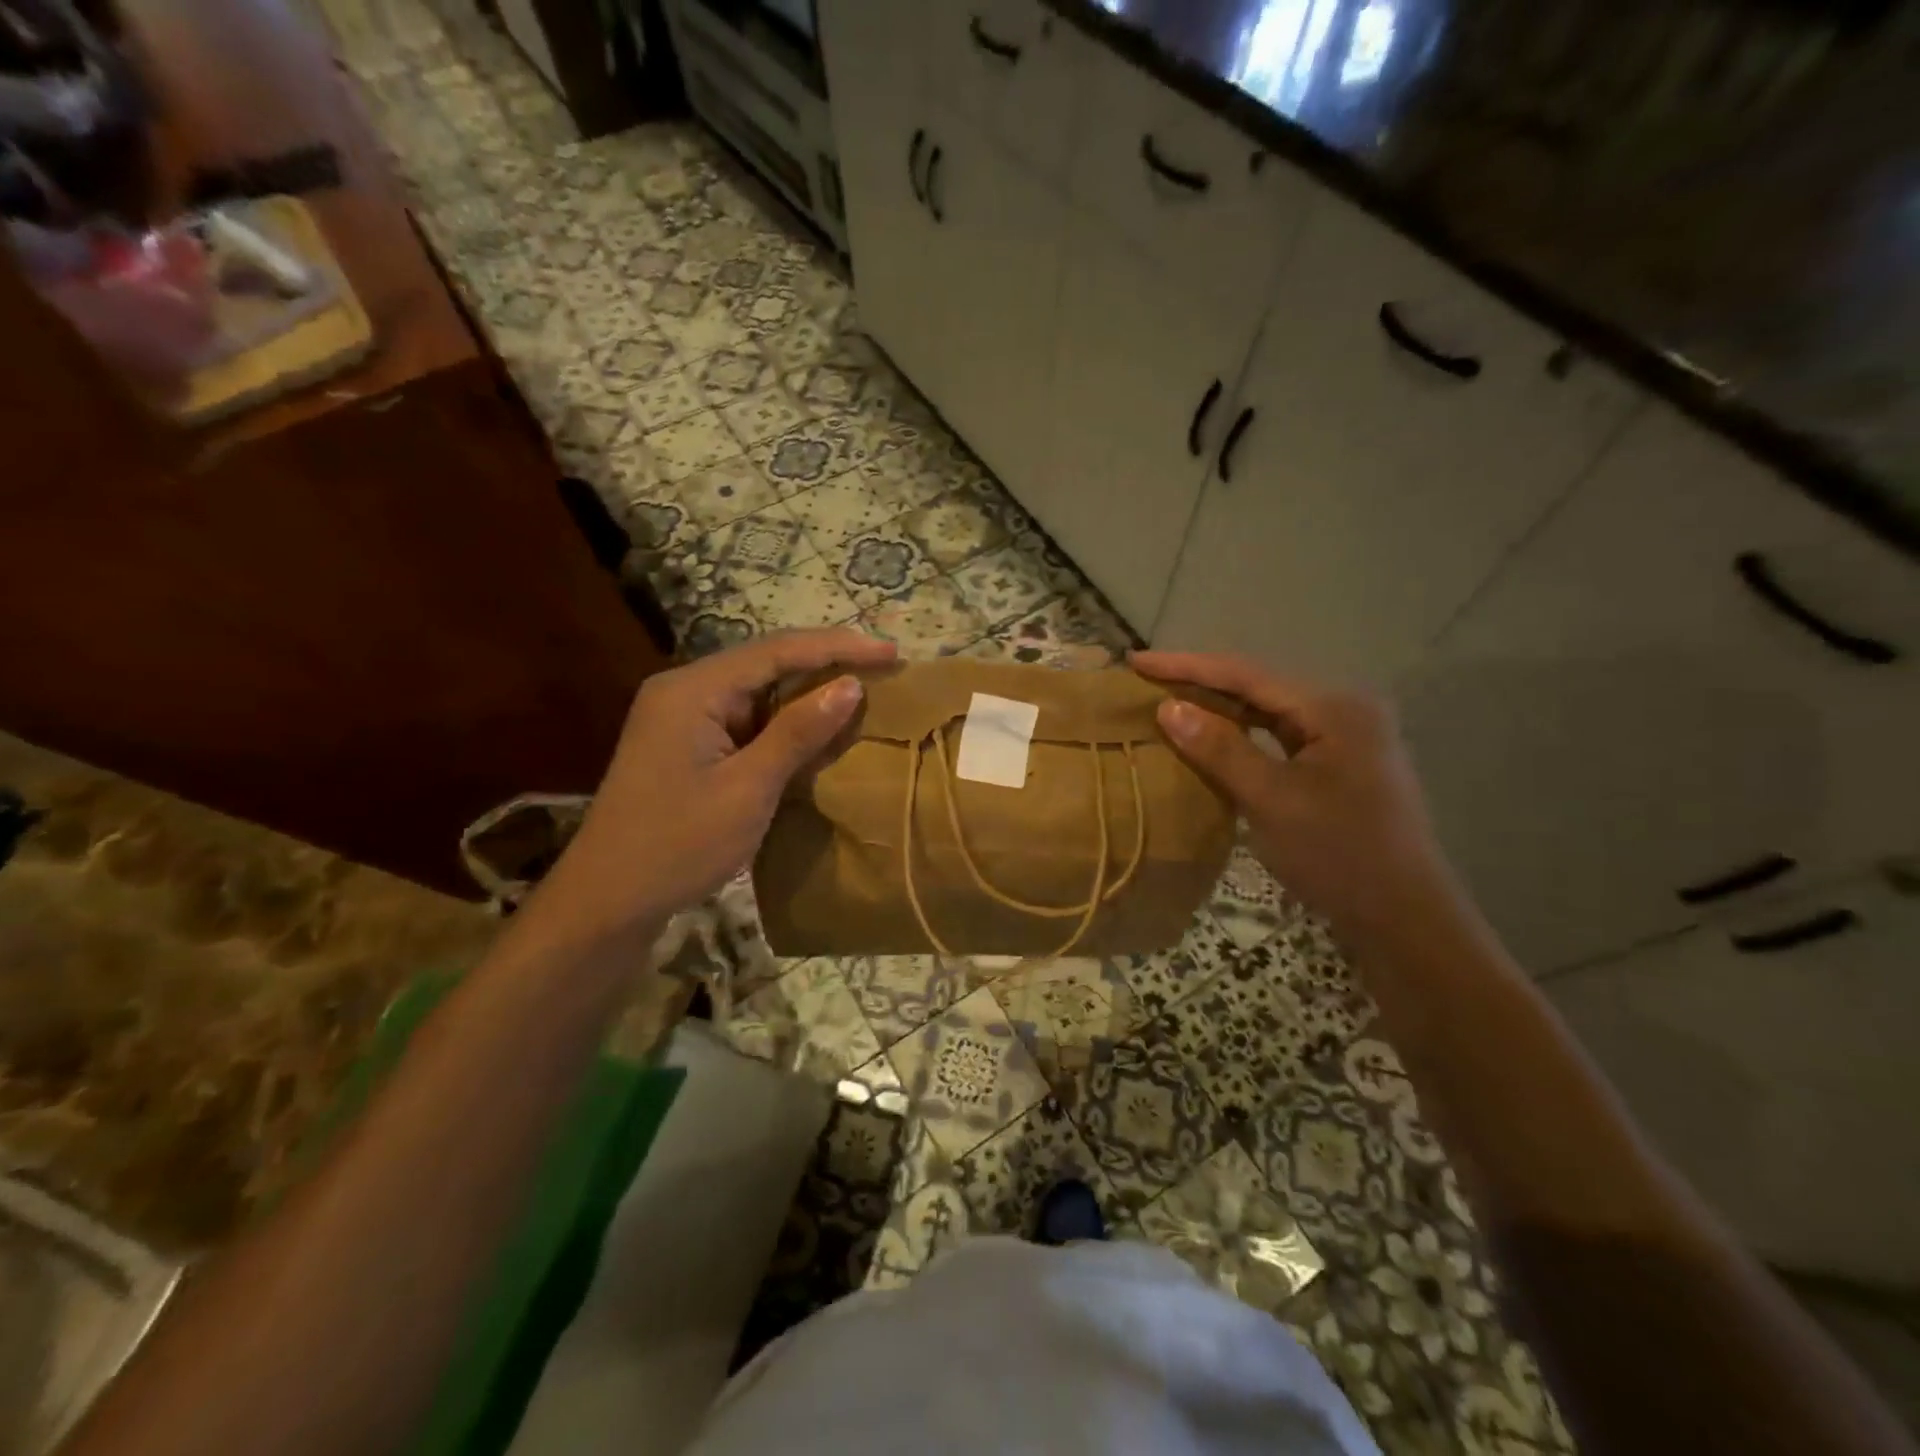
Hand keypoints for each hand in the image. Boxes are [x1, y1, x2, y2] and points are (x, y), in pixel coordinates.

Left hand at [542, 629, 897, 936]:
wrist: (608, 902)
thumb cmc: (677, 845)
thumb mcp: (748, 789)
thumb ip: (798, 732)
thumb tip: (850, 685)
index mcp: (693, 690)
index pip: (777, 651)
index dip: (839, 648)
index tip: (892, 653)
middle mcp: (685, 690)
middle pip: (767, 662)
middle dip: (826, 663)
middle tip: (884, 668)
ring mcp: (684, 718)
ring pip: (759, 691)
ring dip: (808, 692)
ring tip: (864, 690)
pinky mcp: (689, 745)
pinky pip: (747, 719)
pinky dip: (786, 722)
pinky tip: (819, 728)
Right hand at [1133, 650, 1461, 944]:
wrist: (1403, 917)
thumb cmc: (1339, 855)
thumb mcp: (1271, 800)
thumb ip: (1220, 749)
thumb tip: (1168, 707)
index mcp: (1333, 707)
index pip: (1246, 675)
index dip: (1187, 667)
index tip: (1136, 661)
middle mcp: (1341, 710)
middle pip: (1256, 687)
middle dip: (1199, 683)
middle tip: (1144, 680)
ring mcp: (1342, 737)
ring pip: (1265, 712)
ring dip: (1217, 709)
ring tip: (1166, 702)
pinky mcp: (1336, 764)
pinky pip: (1276, 738)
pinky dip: (1238, 736)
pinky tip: (1207, 739)